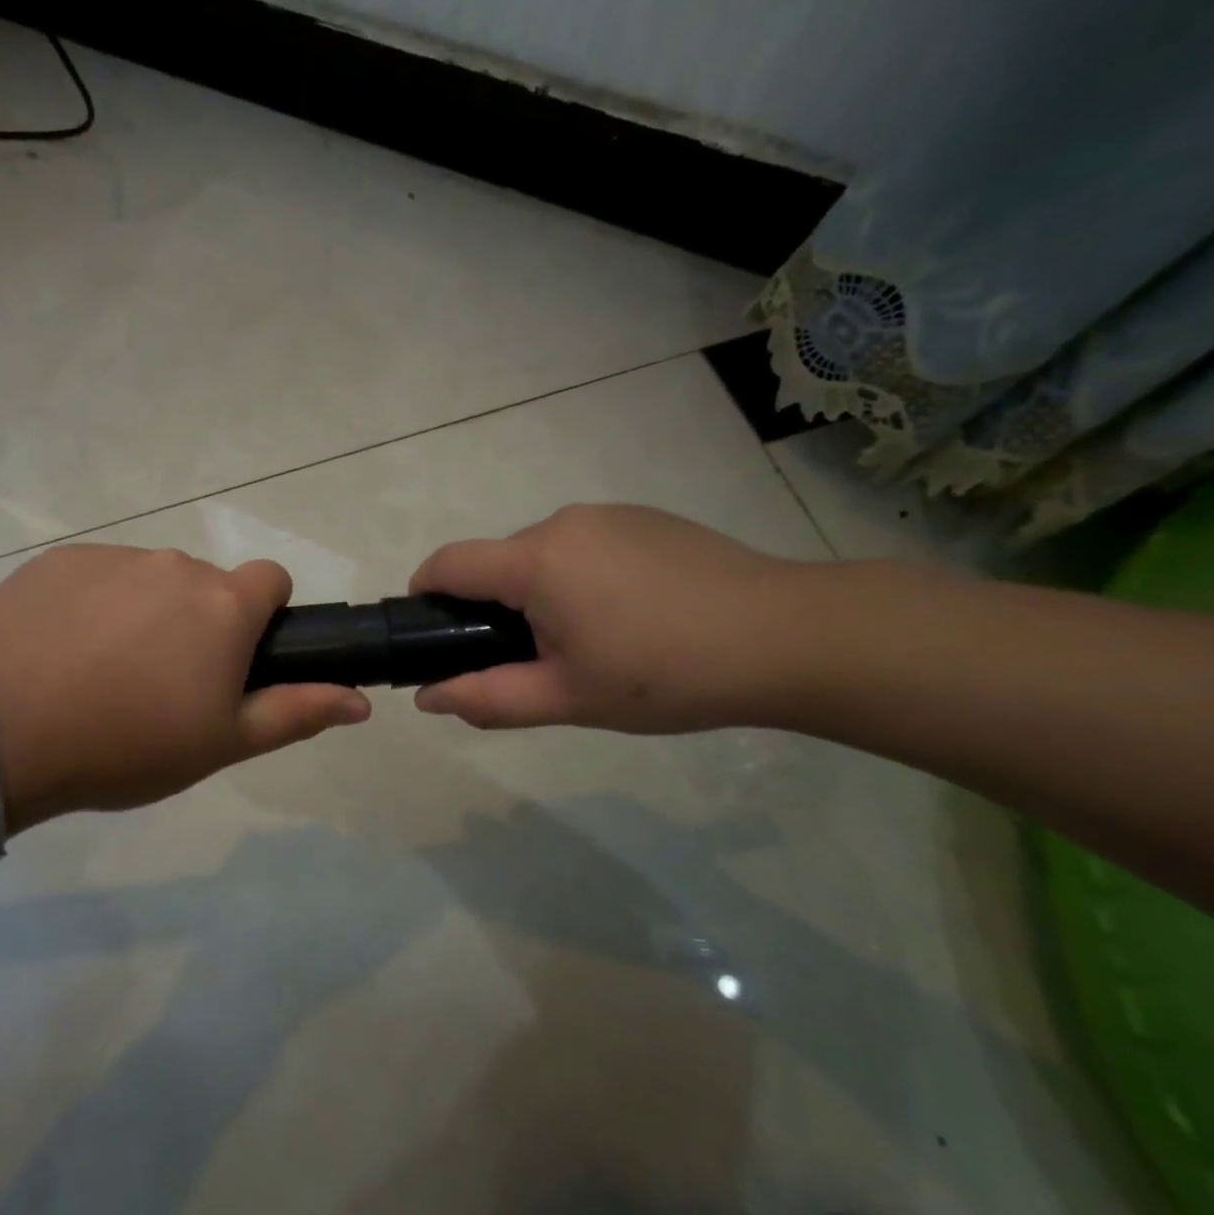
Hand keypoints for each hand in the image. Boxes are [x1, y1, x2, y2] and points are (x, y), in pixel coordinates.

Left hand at [0, 544, 369, 829]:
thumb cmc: (127, 744)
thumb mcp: (222, 742)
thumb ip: (297, 712)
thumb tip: (362, 700)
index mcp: (224, 603)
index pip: (272, 579)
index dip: (264, 618)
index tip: (235, 662)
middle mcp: (175, 564)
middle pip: (208, 585)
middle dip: (201, 623)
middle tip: (163, 685)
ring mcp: (113, 556)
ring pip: (152, 580)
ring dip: (147, 613)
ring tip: (106, 673)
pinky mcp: (59, 559)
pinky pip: (98, 576)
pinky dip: (96, 605)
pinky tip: (64, 653)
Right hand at [407, 504, 815, 733]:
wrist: (788, 637)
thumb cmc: (666, 673)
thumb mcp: (568, 698)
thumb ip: (488, 697)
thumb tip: (428, 696)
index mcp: (535, 560)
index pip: (447, 564)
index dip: (424, 596)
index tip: (433, 636)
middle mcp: (564, 522)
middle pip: (498, 563)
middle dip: (494, 609)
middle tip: (532, 663)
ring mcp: (610, 516)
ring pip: (544, 556)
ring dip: (541, 595)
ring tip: (591, 645)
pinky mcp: (646, 520)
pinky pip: (586, 547)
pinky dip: (581, 579)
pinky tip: (630, 618)